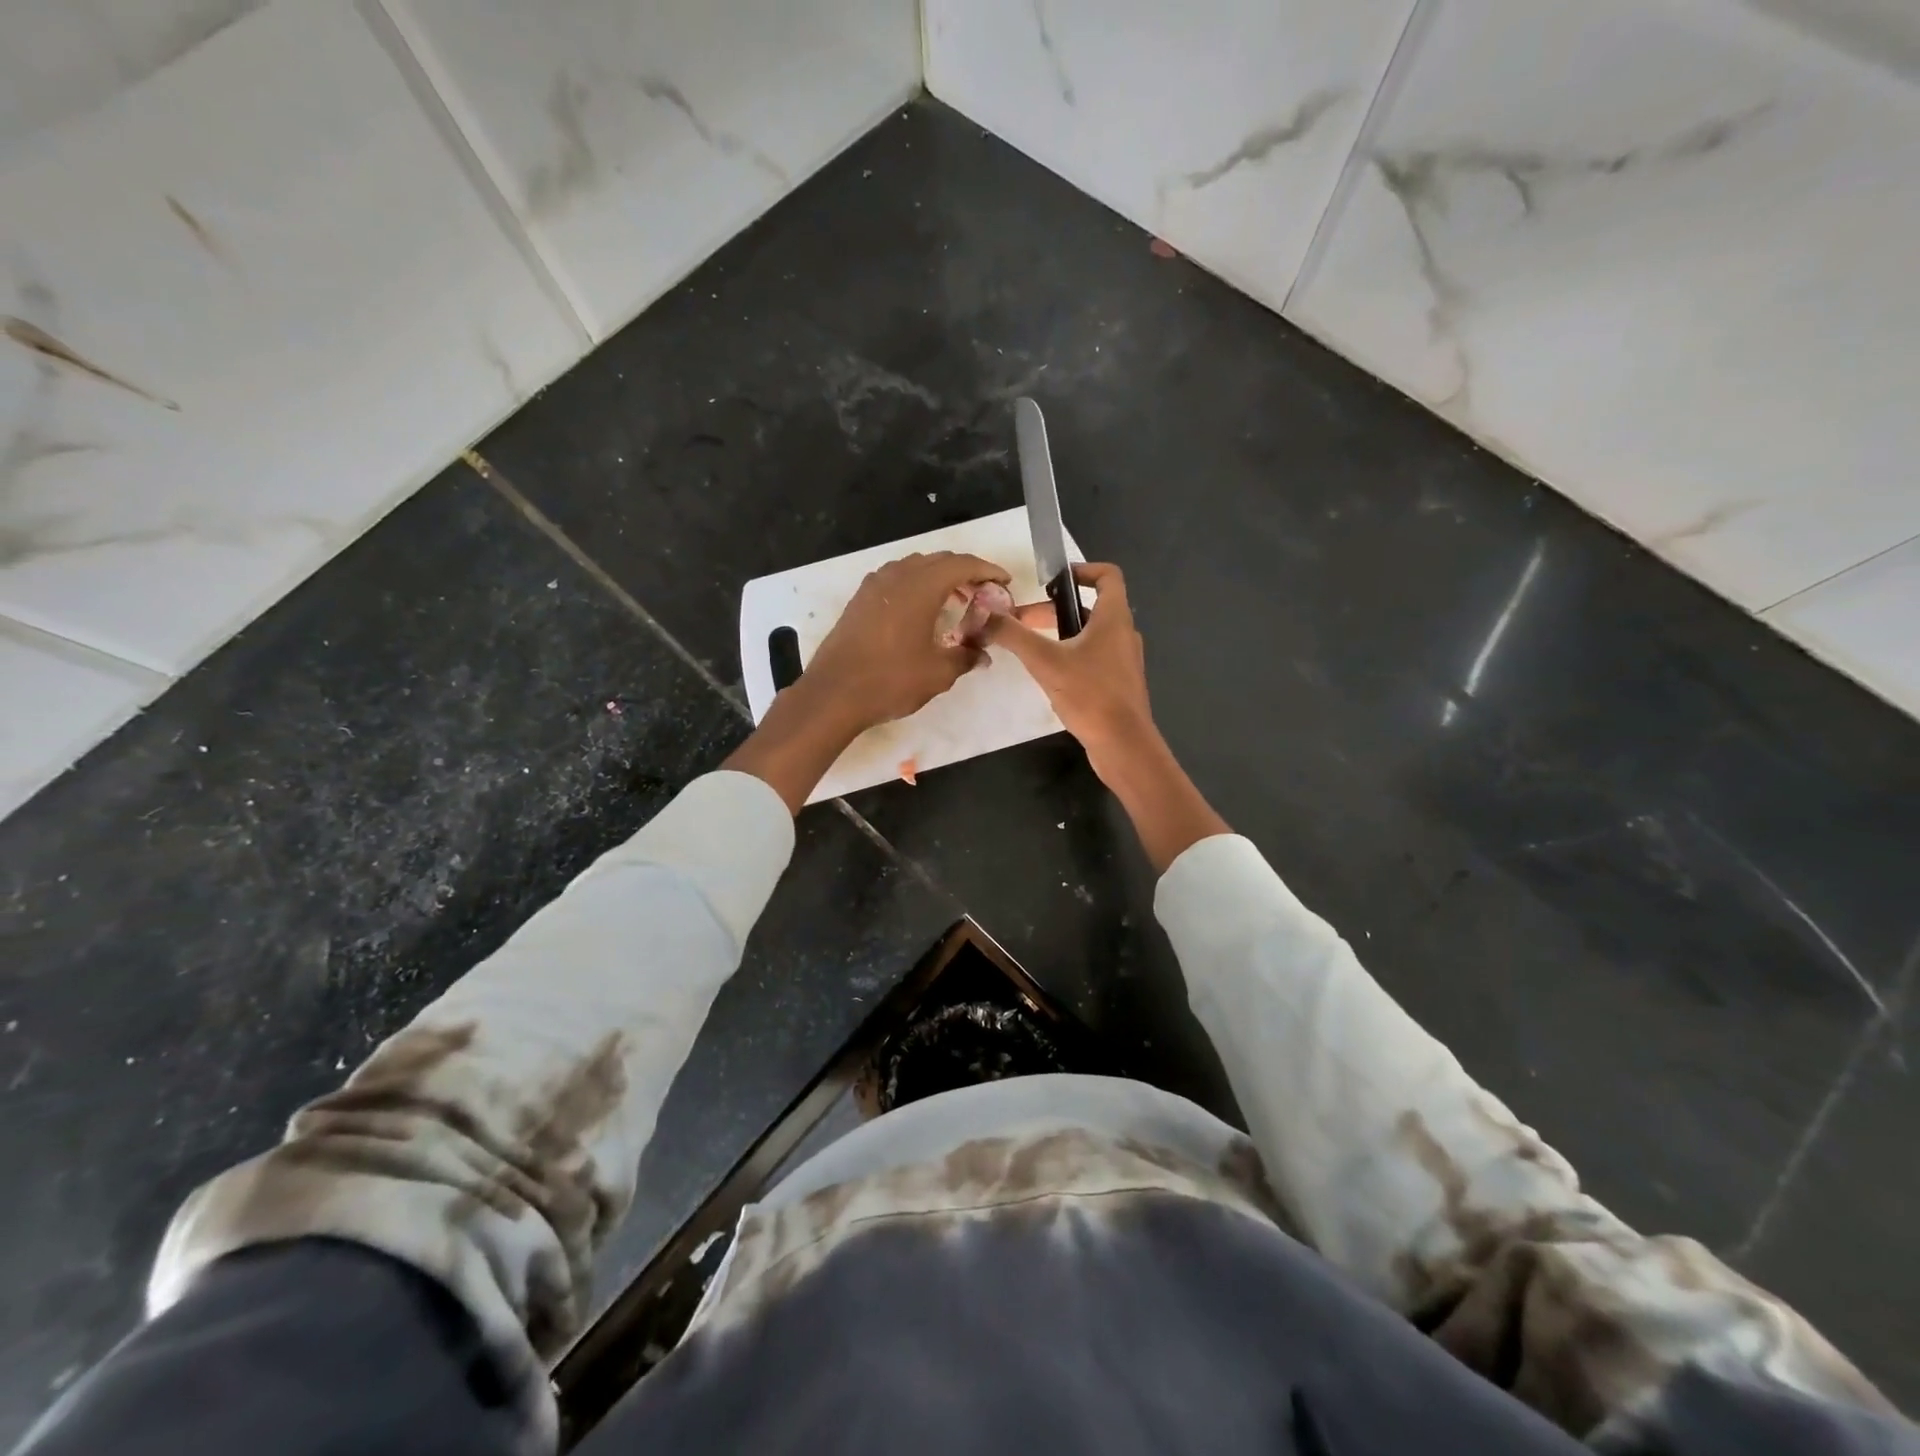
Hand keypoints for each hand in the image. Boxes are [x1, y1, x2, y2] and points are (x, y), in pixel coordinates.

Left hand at [723, 551, 1008, 812]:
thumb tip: (981, 655)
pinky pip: (895, 580)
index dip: (987, 570)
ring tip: (954, 601)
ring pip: (914, 567)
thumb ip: (965, 657)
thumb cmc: (891, 680)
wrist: (834, 693)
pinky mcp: (859, 600)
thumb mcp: (938, 673)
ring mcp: (874, 586)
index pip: (962, 564)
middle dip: (965, 573)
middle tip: (982, 595)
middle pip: (939, 561)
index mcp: (921, 586)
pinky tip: (920, 612)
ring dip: (938, 578)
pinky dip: (915, 586)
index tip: (1004, 582)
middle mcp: (897, 576)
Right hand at [982, 562, 1153, 782]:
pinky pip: (1093, 658)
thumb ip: (1013, 635)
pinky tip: (1048, 676)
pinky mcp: (1118, 684)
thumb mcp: (1045, 661)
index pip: (1107, 576)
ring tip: (1029, 648)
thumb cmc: (1091, 694)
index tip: (1053, 580)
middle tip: (1021, 621)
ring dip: (1060, 634)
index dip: (1082, 570)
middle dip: (1054, 610)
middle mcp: (1123, 634)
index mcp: (1114, 618)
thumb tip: (982, 614)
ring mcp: (1123, 661)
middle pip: (1090, 608)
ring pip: (1090, 635)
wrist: (1123, 745)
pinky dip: (1070, 656)